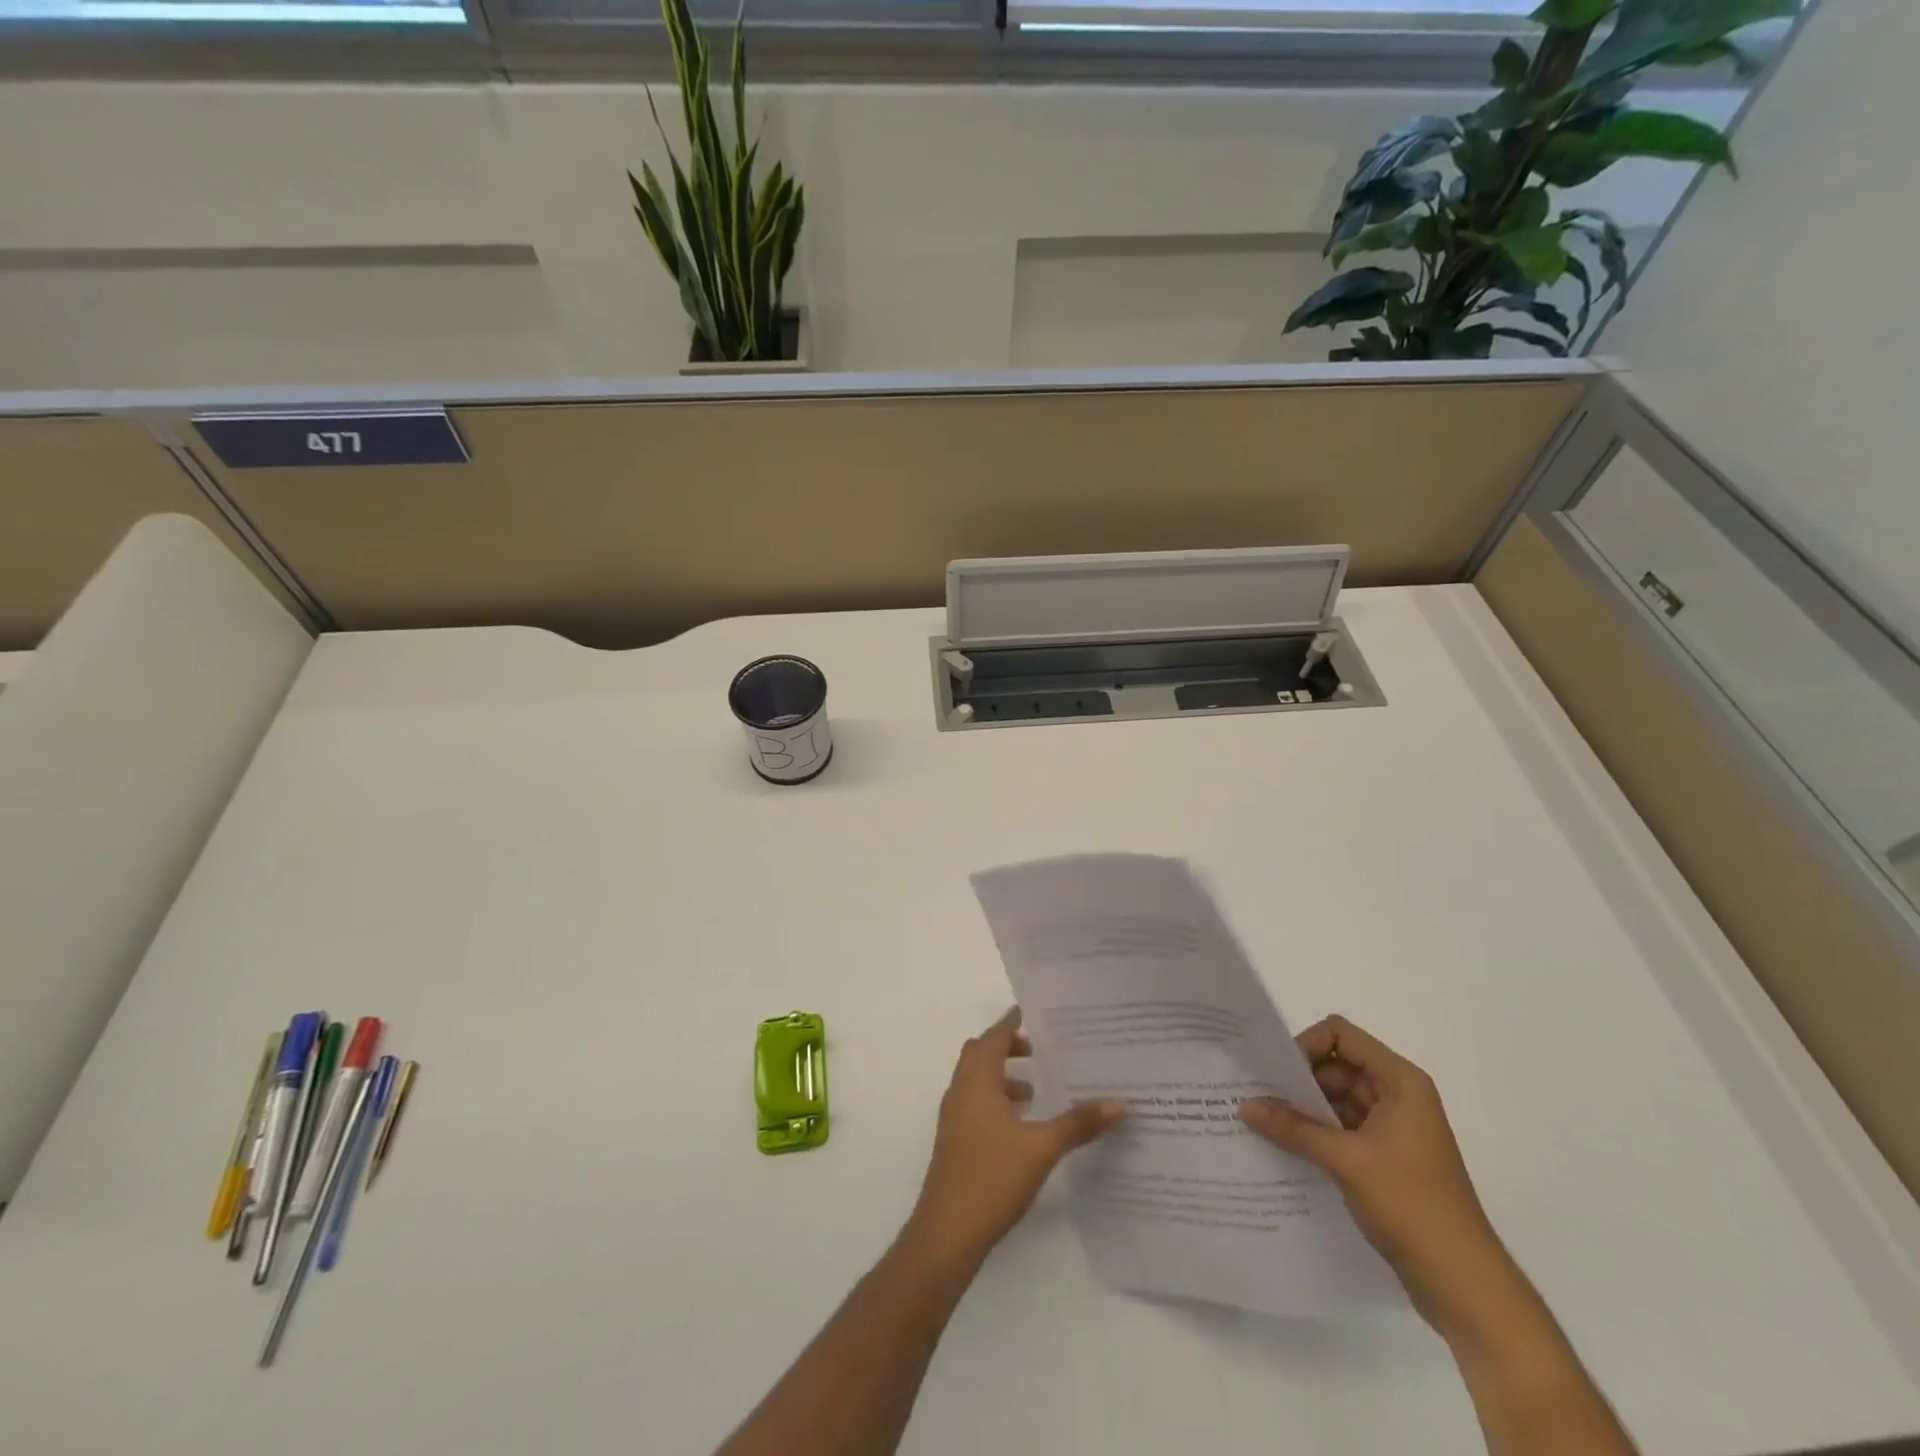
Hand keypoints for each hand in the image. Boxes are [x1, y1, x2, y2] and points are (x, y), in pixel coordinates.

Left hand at [906, 1007, 1125, 1268]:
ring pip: (976, 1079)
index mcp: (977, 1082)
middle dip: (1007, 1046)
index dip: (1011, 1022)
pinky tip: (1020, 1125)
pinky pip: (974, 1103)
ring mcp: (954, 1117)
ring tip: (1035, 1089)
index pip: (993, 1037)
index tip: (1032, 1011)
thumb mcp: (1041, 1149)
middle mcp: (960, 1091)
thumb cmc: (992, 1178)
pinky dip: (995, 1099)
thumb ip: (1078, 1124)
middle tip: (1039, 1050)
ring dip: (1001, 1076)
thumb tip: (1118, 1103)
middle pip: (980, 1053)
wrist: (947, 1233)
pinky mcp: (954, 1141)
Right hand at [1238, 1015, 1511, 1331]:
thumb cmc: (1412, 1206)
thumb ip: (1293, 1128)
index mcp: (1400, 1082)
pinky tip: (1283, 1147)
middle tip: (1257, 1096)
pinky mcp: (1384, 1158)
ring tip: (1261, 1121)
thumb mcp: (1345, 1161)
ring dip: (1303, 1109)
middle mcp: (1397, 1096)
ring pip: (1335, 1099)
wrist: (1464, 1285)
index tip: (1276, 1072)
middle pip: (1336, 1065)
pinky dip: (1314, 1134)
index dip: (1307, 1045)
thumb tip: (1243, 1106)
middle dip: (1298, 1079)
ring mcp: (1392, 1129)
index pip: (1341, 1035)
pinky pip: (1340, 1129)